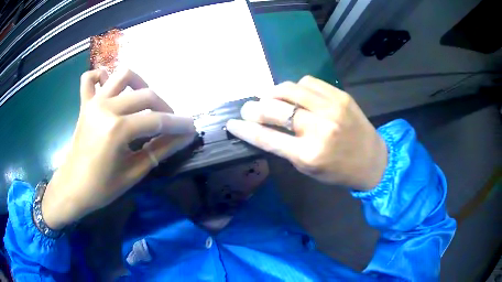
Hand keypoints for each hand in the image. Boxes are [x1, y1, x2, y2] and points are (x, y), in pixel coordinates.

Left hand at [42, 69, 195, 229]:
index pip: (157, 120)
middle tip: (169, 123)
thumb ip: (160, 150)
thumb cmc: (102, 188)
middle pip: (145, 94)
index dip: (178, 124)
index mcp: (117, 130)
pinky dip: (101, 76)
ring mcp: (93, 102)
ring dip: (140, 84)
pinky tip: (110, 87)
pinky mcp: (84, 104)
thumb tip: (184, 137)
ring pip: (123, 75)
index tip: (192, 127)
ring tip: (144, 101)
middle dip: (164, 107)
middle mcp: (106, 108)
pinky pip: (90, 78)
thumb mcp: (134, 173)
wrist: (72, 189)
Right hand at [226, 76, 386, 189]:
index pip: (266, 137)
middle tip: (249, 109)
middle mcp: (319, 129)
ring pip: (289, 89)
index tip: (232, 123)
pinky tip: (296, 95)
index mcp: (308, 155)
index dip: (245, 129)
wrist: (372, 160)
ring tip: (270, 98)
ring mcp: (331, 108)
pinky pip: (308, 81)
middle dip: (254, 108)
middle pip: (274, 109)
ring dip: (273, 93)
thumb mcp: (308, 168)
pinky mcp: (340, 95)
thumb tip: (263, 128)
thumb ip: (285, 148)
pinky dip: (296, 87)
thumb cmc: (338, 171)